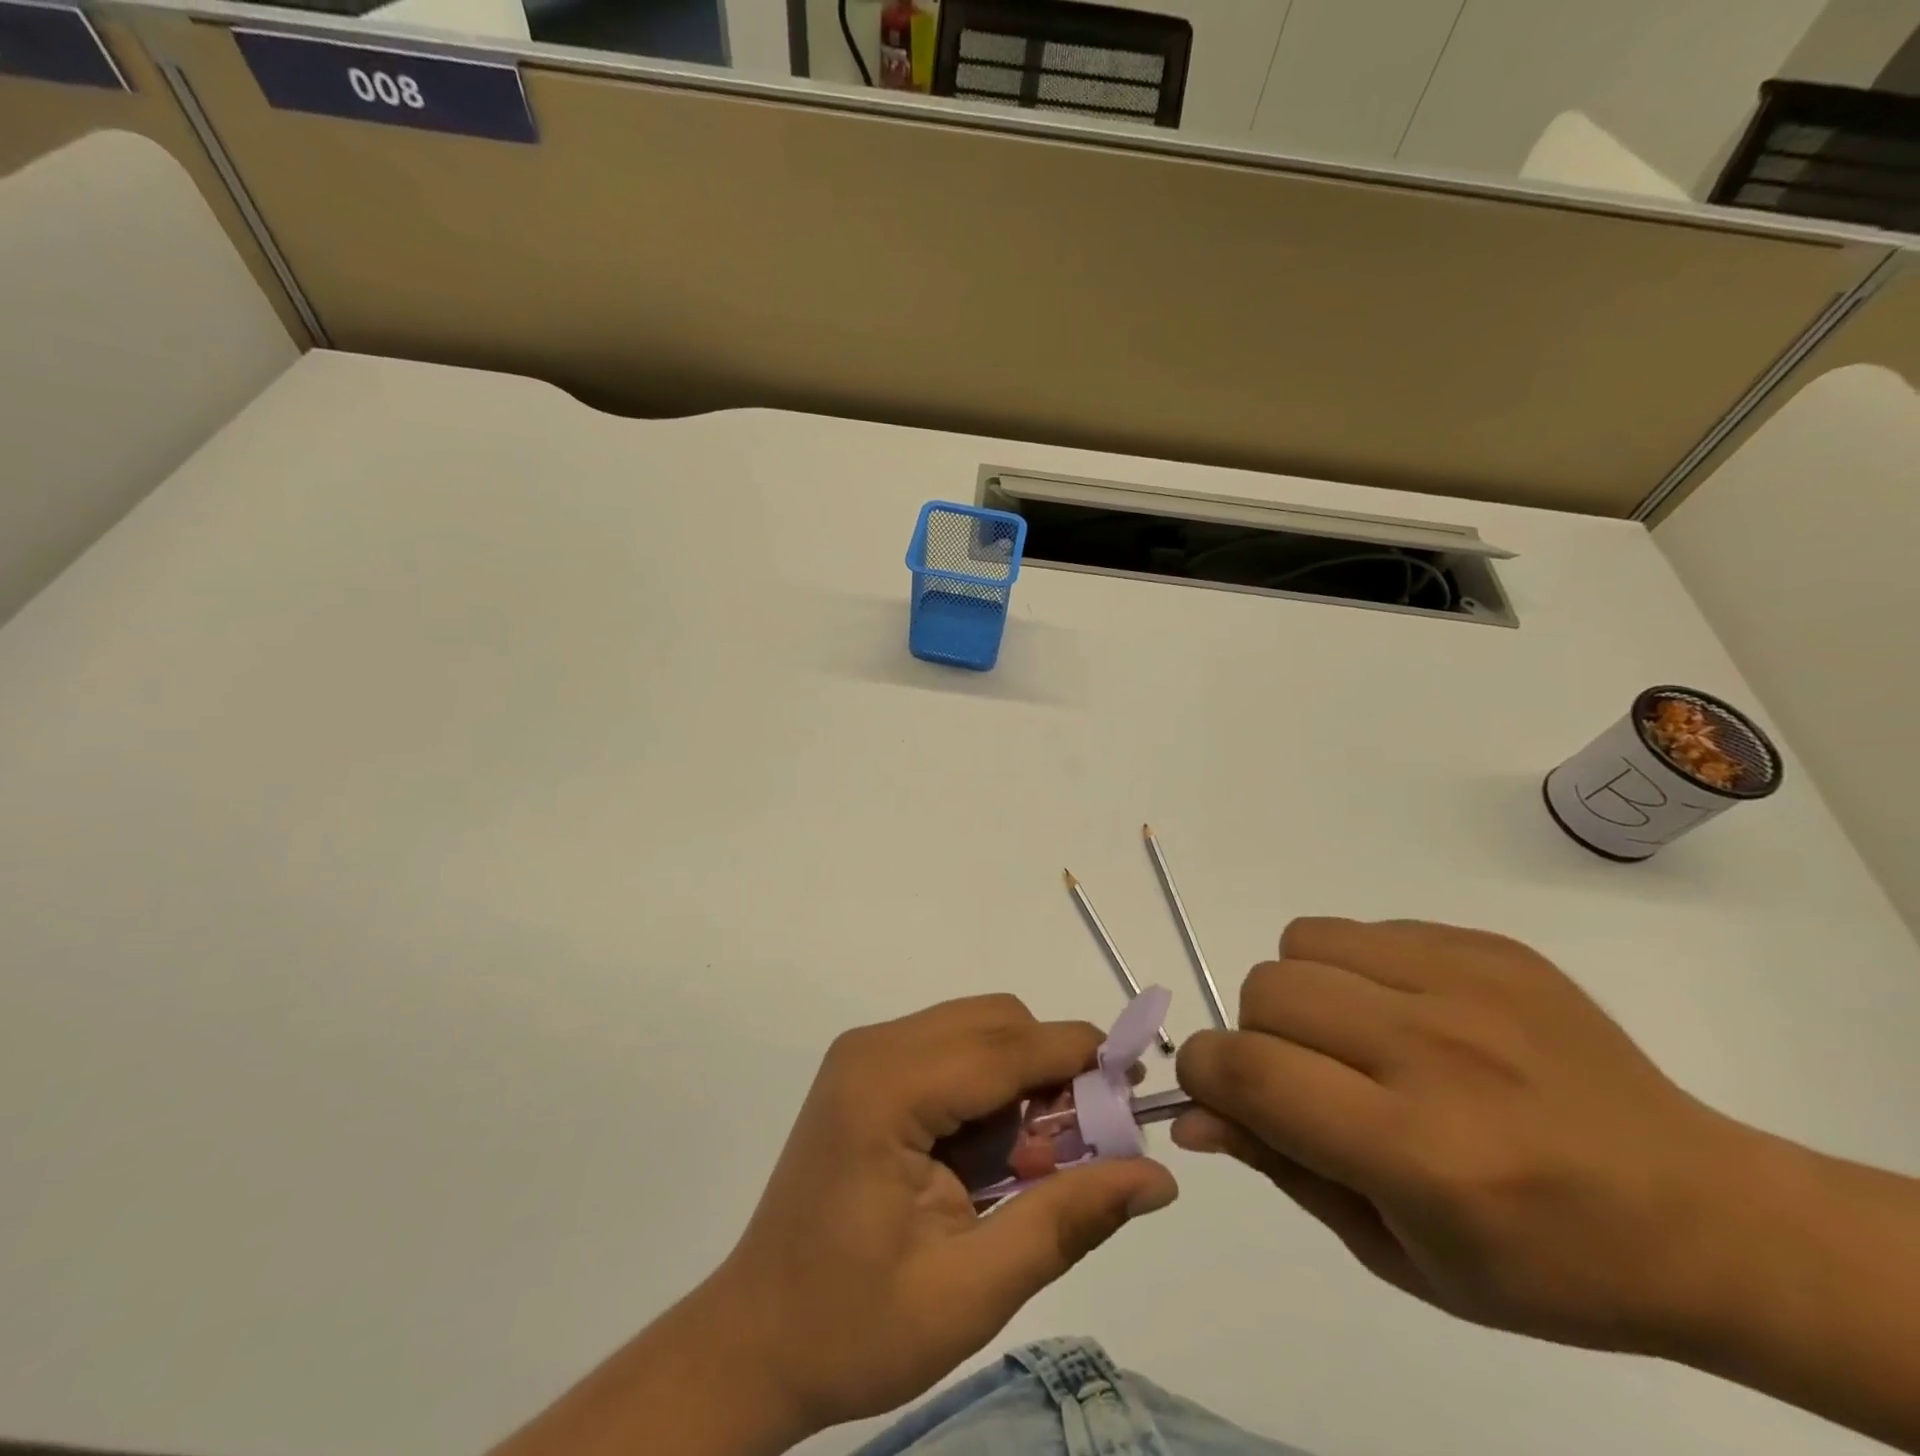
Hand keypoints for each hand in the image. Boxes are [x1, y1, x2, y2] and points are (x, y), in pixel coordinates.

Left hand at [706, 994, 1177, 1438]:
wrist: (755, 1342)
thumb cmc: (854, 1327)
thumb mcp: (970, 1291)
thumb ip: (1065, 1221)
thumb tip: (1158, 1178)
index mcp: (887, 1088)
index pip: (1007, 1047)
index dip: (1080, 1060)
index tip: (1140, 1092)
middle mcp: (874, 1048)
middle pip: (996, 1023)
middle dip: (1052, 1072)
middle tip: (1079, 1151)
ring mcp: (866, 1055)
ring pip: (978, 1031)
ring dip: (1022, 1081)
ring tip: (1029, 1164)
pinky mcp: (867, 1072)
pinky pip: (952, 1052)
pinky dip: (989, 1089)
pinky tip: (988, 1157)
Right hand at [1174, 918, 1753, 1354]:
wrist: (1701, 1215)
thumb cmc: (1540, 1264)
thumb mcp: (1397, 1252)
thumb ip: (1282, 1168)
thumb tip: (1194, 1114)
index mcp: (1420, 1153)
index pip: (1252, 1072)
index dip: (1205, 1073)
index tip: (1216, 1089)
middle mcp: (1439, 1052)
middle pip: (1267, 990)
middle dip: (1259, 1036)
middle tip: (1312, 1078)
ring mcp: (1469, 985)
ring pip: (1302, 943)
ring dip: (1303, 993)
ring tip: (1358, 1039)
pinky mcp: (1490, 946)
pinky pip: (1363, 928)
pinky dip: (1356, 968)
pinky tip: (1413, 1015)